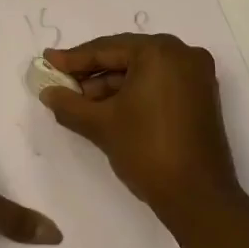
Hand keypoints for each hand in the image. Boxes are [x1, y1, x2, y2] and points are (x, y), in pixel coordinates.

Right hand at [39, 33, 240, 219]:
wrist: (198, 198)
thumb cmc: (147, 151)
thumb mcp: (101, 124)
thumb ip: (69, 104)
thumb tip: (47, 92)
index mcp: (160, 51)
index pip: (106, 49)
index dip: (73, 58)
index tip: (48, 61)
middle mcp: (182, 54)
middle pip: (125, 56)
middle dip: (91, 72)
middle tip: (60, 81)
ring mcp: (196, 75)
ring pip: (142, 71)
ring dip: (110, 84)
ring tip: (79, 101)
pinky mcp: (201, 96)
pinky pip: (158, 83)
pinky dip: (133, 92)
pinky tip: (107, 107)